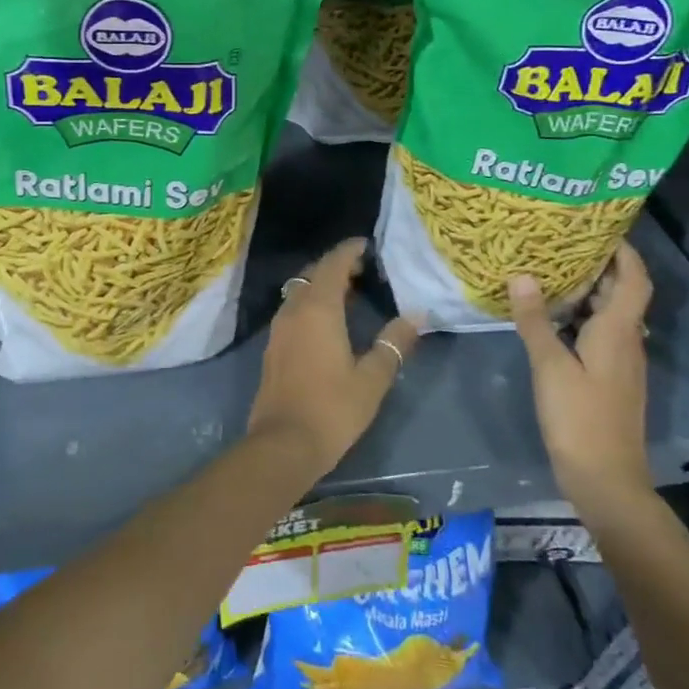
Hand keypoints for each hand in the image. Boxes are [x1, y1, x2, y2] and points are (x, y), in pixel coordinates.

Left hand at [248, 238, 420, 479]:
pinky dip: (310, 304)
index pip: (333, 265)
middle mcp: (294, 310)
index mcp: (318, 309)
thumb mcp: (372, 378)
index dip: (349, 250)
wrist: (283, 444)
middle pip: (313, 274)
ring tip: (350, 293)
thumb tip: (416, 316)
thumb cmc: (332, 409)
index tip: (366, 244)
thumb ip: (393, 344)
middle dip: (336, 266)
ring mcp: (279, 328)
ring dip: (321, 285)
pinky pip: (293, 310)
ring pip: (299, 291)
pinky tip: (328, 322)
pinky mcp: (273, 347)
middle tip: (363, 269)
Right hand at [509, 241, 654, 509]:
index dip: (623, 250)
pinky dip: (579, 316)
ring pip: (607, 313)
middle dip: (597, 264)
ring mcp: (619, 361)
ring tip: (549, 269)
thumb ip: (535, 320)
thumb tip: (522, 274)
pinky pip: (598, 333)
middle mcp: (626, 340)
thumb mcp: (550, 366)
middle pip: (621, 292)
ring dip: (586, 290)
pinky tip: (549, 316)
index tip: (598, 226)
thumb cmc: (580, 418)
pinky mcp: (608, 378)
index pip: (633, 278)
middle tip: (560, 241)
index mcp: (618, 331)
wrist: (606, 479)